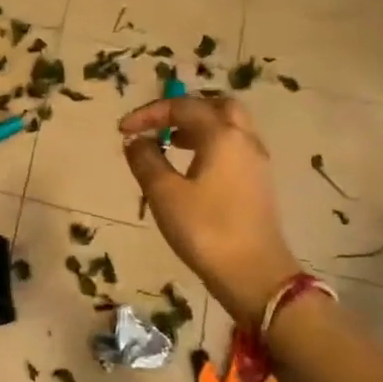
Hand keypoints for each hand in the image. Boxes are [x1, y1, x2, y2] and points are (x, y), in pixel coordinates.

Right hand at [120, 95, 299, 325]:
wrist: (255, 275)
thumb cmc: (205, 230)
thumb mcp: (164, 194)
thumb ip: (146, 160)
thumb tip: (136, 140)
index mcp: (222, 135)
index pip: (183, 106)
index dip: (149, 113)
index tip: (123, 130)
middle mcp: (244, 140)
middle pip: (217, 106)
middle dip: (184, 110)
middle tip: (159, 125)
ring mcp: (257, 163)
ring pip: (229, 127)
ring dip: (199, 127)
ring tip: (170, 144)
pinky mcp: (259, 184)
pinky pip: (234, 148)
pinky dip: (211, 146)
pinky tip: (192, 168)